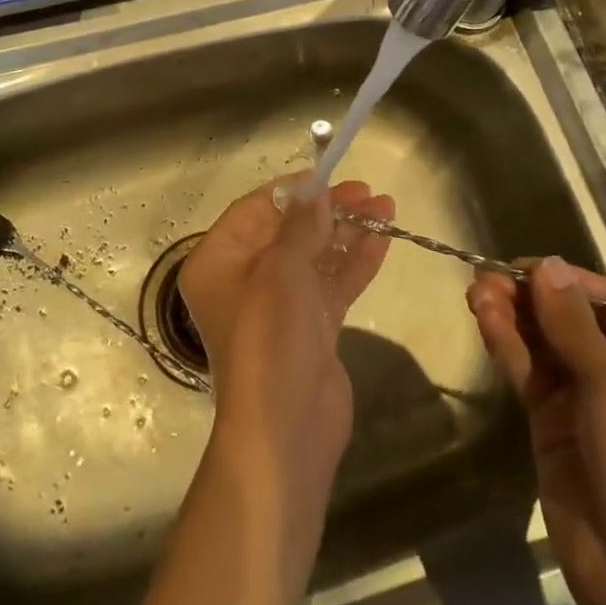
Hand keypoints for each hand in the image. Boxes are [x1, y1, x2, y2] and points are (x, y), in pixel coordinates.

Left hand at [180, 176, 393, 483]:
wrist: (287, 429)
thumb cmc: (270, 338)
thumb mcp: (282, 270)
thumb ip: (301, 226)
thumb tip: (317, 193)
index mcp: (219, 261)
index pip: (255, 209)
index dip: (293, 190)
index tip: (330, 175)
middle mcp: (244, 278)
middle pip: (288, 230)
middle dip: (329, 210)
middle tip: (368, 192)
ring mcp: (279, 304)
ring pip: (315, 255)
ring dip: (348, 232)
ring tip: (386, 206)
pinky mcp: (310, 327)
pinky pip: (332, 284)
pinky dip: (355, 262)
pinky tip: (383, 240)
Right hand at [467, 258, 605, 604]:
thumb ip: (573, 323)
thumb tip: (546, 263)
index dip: (567, 280)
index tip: (521, 264)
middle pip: (574, 320)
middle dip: (531, 298)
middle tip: (485, 278)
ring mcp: (591, 399)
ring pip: (546, 343)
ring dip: (513, 318)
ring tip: (476, 292)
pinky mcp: (556, 421)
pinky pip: (532, 371)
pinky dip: (509, 345)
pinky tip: (484, 320)